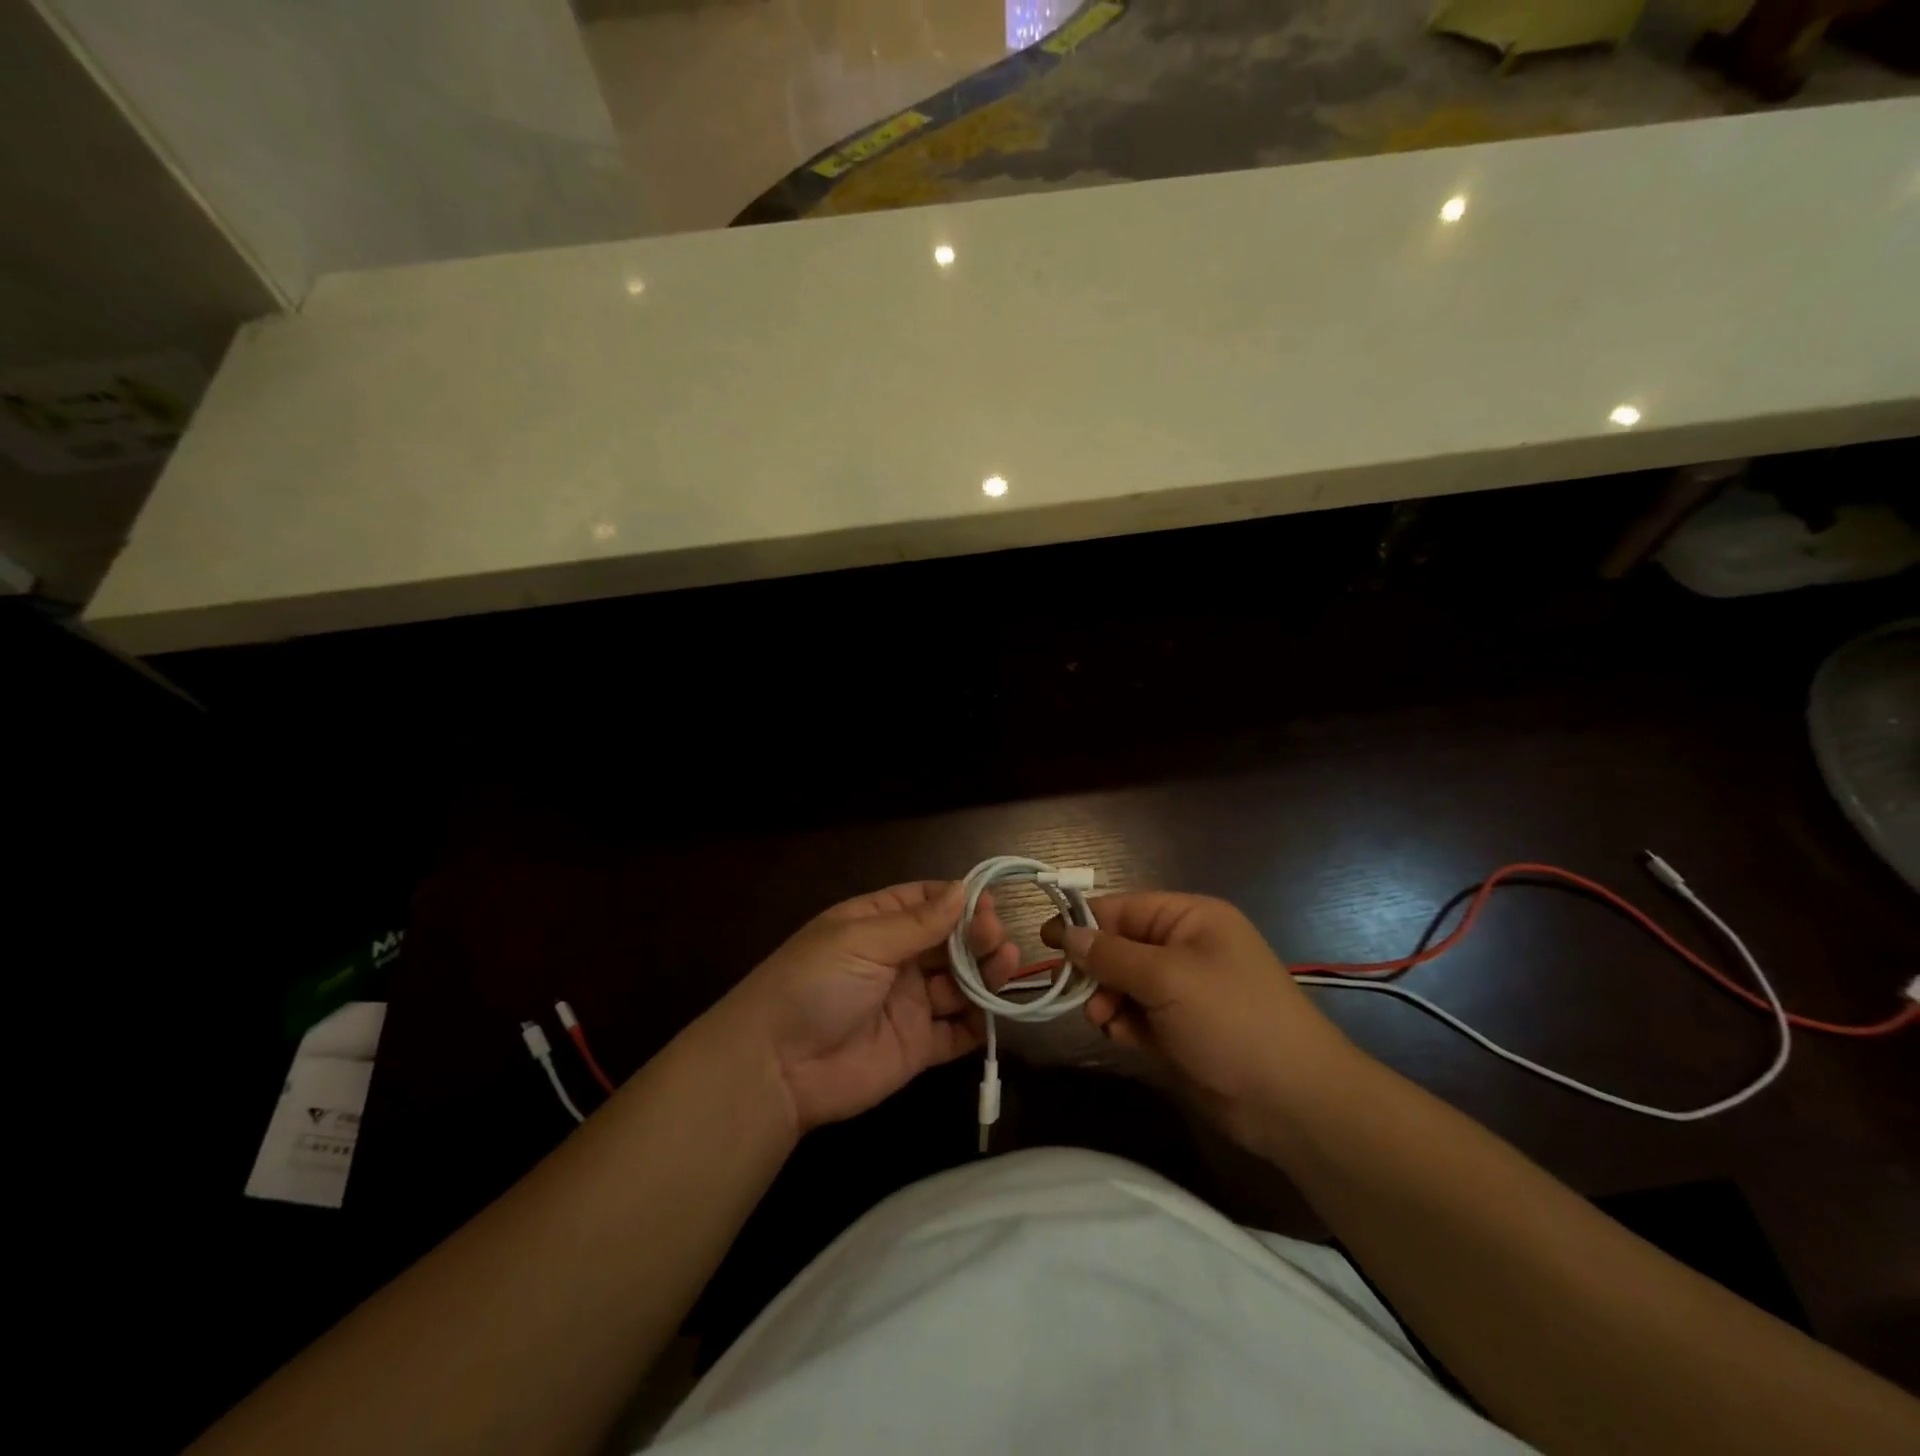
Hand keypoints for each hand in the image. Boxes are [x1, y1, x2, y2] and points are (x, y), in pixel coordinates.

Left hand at [721, 881, 1018, 1133]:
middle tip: (998, 937)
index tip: (988, 902)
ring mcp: (909, 1004)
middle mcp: (897, 960)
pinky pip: (956, 1032)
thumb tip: (963, 889)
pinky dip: (977, 1023)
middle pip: (950, 942)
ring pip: (959, 984)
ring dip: (986, 974)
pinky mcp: (917, 1046)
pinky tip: (993, 1012)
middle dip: (978, 936)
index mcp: (877, 925)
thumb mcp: (862, 941)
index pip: (927, 903)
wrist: (776, 1066)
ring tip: (1007, 964)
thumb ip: (918, 922)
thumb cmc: (815, 984)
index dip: (959, 901)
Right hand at [1042, 892, 1360, 1146]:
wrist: (1293, 1102)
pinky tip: (1126, 1038)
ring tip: (1108, 1021)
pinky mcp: (1181, 1029)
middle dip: (1098, 969)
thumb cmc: (1232, 1020)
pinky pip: (1137, 1016)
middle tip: (1082, 995)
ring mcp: (1184, 991)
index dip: (1084, 921)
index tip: (1046, 937)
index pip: (1124, 908)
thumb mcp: (1167, 978)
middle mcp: (1186, 948)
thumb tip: (1068, 934)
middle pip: (1120, 947)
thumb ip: (1112, 955)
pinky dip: (1125, 1024)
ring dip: (1108, 1001)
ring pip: (1124, 984)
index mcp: (1191, 919)